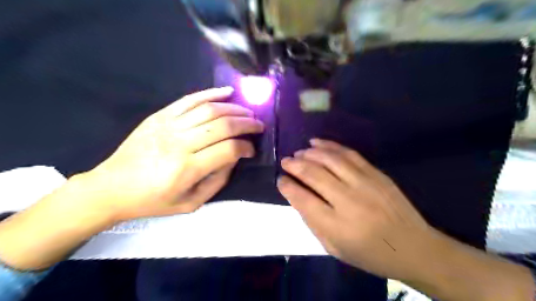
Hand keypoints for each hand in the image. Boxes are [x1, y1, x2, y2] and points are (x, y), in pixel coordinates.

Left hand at [83, 86, 265, 220]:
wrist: (111, 188)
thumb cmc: (153, 200)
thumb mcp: (191, 202)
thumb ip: (218, 181)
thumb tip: (235, 158)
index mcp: (187, 168)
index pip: (228, 149)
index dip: (246, 147)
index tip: (252, 150)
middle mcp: (180, 143)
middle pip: (223, 125)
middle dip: (247, 123)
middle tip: (259, 126)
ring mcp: (169, 125)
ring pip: (210, 110)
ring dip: (235, 109)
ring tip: (248, 113)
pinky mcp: (160, 116)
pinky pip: (190, 100)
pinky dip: (211, 93)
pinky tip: (228, 92)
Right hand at [276, 139, 429, 279]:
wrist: (414, 247)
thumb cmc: (370, 254)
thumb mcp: (334, 248)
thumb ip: (313, 222)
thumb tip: (297, 196)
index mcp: (336, 225)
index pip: (302, 199)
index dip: (287, 186)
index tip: (280, 180)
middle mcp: (349, 200)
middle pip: (314, 174)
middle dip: (294, 165)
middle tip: (285, 161)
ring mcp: (365, 183)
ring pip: (330, 159)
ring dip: (310, 153)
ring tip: (299, 152)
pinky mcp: (376, 173)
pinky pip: (349, 154)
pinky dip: (330, 145)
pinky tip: (317, 143)